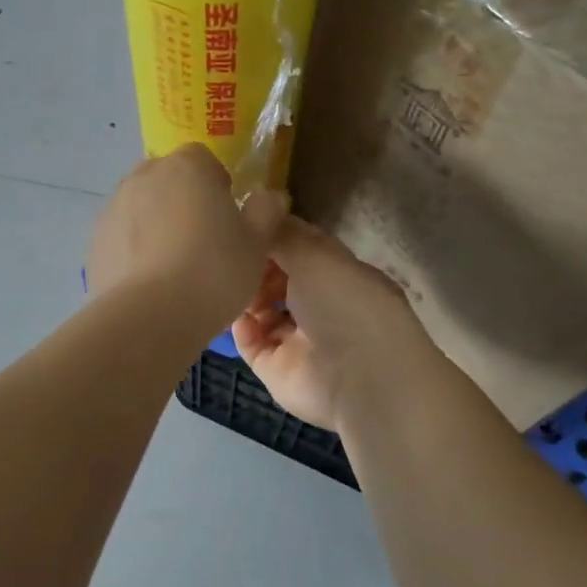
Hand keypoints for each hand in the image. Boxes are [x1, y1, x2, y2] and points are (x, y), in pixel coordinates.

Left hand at [87, 144, 287, 339]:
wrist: (148, 317)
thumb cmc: (213, 272)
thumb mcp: (256, 244)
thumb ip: (266, 211)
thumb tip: (270, 196)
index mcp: (187, 166)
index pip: (203, 159)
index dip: (217, 185)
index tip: (227, 218)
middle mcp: (144, 176)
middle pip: (168, 179)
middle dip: (183, 201)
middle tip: (203, 242)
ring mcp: (113, 207)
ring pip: (142, 208)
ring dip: (156, 225)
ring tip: (174, 267)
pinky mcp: (95, 241)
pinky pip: (122, 237)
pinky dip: (134, 250)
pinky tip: (149, 283)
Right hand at [232, 217, 430, 433]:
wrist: (361, 378)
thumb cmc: (344, 303)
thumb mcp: (314, 254)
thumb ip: (281, 234)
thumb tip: (257, 209)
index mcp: (337, 272)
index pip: (300, 246)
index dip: (272, 233)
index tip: (241, 220)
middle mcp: (319, 303)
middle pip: (277, 277)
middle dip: (254, 264)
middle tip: (228, 254)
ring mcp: (297, 337)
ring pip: (261, 309)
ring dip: (244, 295)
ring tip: (226, 282)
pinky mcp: (278, 367)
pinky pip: (251, 342)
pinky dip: (240, 327)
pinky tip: (232, 313)